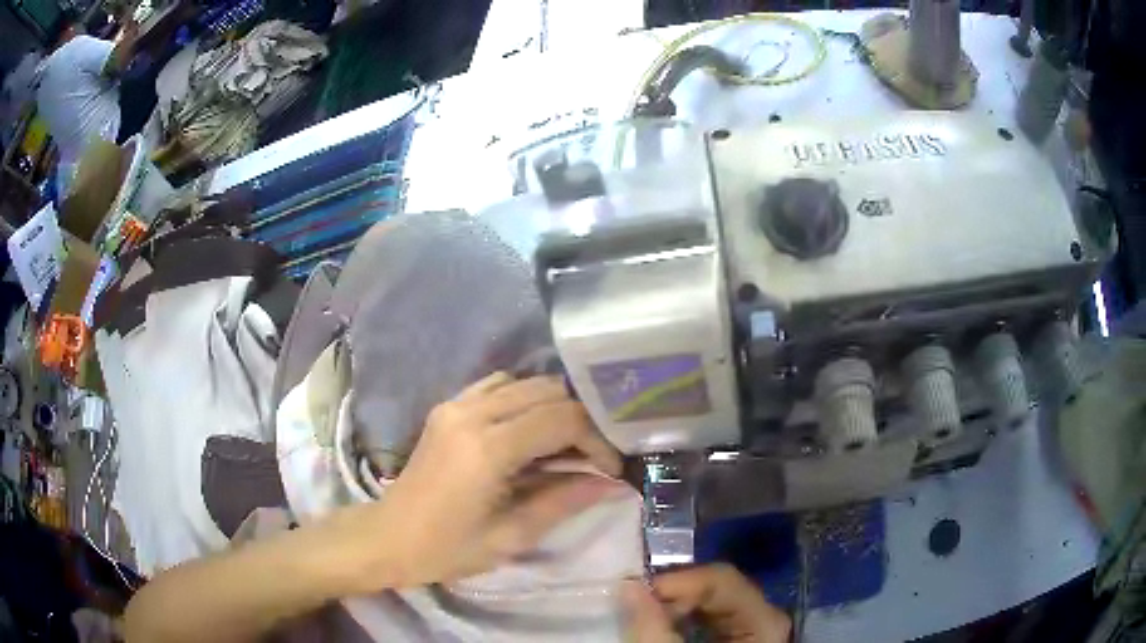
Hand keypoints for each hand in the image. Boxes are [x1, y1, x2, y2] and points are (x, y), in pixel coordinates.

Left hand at [326, 373, 627, 591]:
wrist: (387, 537)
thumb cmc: (446, 549)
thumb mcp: (510, 536)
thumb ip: (563, 502)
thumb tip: (612, 483)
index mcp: (487, 449)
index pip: (563, 420)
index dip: (597, 440)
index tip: (611, 468)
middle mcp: (472, 414)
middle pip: (549, 392)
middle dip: (582, 420)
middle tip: (593, 457)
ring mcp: (455, 405)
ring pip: (525, 382)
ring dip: (555, 406)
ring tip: (566, 443)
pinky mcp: (447, 407)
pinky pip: (497, 385)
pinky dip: (524, 399)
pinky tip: (529, 429)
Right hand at [625, 564, 791, 642]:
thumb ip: (653, 627)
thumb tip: (629, 585)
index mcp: (765, 622)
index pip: (722, 580)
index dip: (676, 582)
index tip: (632, 594)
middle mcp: (764, 618)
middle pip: (717, 588)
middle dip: (670, 595)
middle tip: (631, 606)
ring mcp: (752, 629)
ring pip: (709, 602)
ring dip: (671, 607)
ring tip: (639, 617)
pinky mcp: (736, 639)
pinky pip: (707, 619)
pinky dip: (678, 620)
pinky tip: (658, 627)